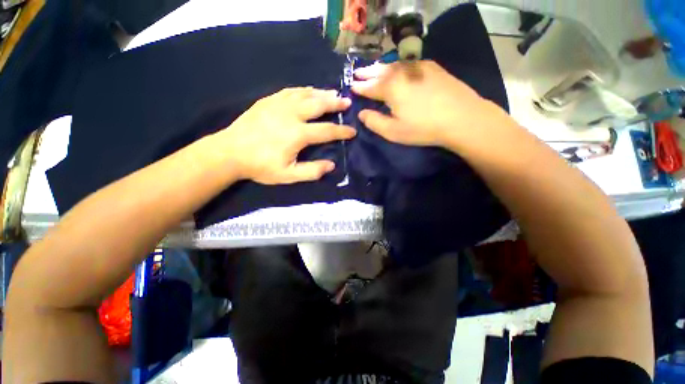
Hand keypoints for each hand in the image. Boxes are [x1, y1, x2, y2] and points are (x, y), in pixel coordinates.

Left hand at [215, 87, 355, 184]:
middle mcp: (291, 115)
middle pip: (318, 105)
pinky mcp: (268, 100)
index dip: (342, 131)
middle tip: (347, 102)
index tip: (352, 131)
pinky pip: (290, 91)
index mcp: (298, 134)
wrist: (230, 152)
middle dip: (335, 103)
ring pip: (305, 94)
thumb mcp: (288, 175)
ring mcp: (278, 104)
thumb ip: (311, 171)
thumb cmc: (260, 166)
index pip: (327, 130)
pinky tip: (308, 91)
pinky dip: (303, 90)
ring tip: (333, 93)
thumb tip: (331, 165)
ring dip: (321, 93)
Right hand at [352, 60, 508, 148]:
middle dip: (367, 72)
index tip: (351, 85)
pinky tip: (398, 68)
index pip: (370, 86)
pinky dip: (398, 65)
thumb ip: (374, 122)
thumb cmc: (423, 128)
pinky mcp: (432, 68)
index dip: (359, 87)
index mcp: (390, 88)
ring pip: (394, 65)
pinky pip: (408, 63)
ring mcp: (418, 67)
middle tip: (358, 72)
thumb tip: (361, 113)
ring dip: (381, 67)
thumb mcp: (393, 132)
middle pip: (380, 71)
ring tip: (373, 68)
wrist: (462, 118)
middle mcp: (402, 73)